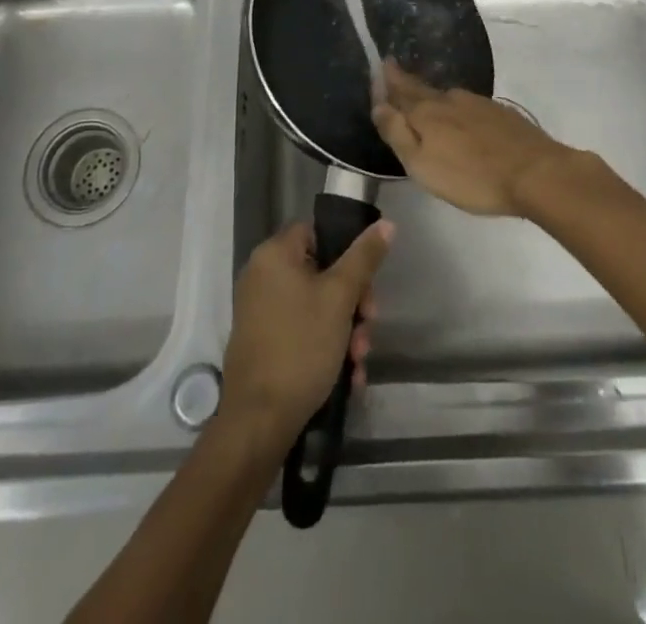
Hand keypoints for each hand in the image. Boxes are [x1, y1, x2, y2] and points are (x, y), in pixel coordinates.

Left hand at [217, 218, 392, 449]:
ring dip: (344, 330)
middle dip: (352, 303)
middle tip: (368, 327)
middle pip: (321, 272)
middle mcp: (261, 275)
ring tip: (359, 361)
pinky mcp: (262, 341)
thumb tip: (386, 224)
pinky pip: (301, 330)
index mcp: (274, 254)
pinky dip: (325, 346)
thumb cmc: (301, 346)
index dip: (347, 253)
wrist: (259, 421)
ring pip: (315, 306)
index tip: (367, 284)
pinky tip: (348, 375)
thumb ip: (364, 258)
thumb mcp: (340, 297)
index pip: (318, 232)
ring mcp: (259, 310)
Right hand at [371, 61, 574, 217]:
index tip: (381, 64)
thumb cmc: (472, 177)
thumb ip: (398, 133)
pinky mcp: (500, 113)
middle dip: (406, 81)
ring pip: (446, 96)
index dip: (389, 80)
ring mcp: (478, 103)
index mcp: (427, 112)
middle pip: (422, 89)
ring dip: (432, 96)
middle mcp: (449, 99)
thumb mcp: (422, 165)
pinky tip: (460, 117)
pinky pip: (468, 105)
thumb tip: (378, 105)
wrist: (536, 173)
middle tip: (395, 71)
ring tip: (424, 98)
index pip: (401, 90)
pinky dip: (456, 108)